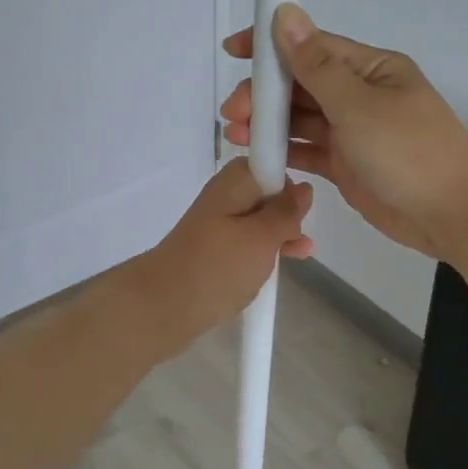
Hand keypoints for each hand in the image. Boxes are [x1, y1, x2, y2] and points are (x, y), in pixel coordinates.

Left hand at [120, 159, 313, 356]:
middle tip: (298, 238)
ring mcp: (217, 224)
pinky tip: (276, 266)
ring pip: (258, 220)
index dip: (288, 182)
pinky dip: (263, 251)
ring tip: (300, 255)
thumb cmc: (218, 267)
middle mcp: (225, 196)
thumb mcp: (262, 237)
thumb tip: (303, 188)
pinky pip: (246, 242)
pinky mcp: (213, 250)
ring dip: (280, 235)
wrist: (163, 306)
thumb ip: (286, 213)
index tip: (300, 208)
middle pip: (266, 192)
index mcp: (234, 182)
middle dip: (287, 212)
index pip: (269, 162)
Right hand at [220, 4, 467, 261]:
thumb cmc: (409, 151)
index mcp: (370, 69)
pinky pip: (307, 150)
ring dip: (268, 124)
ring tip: (236, 135)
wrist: (451, 215)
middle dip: (264, 94)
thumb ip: (315, 65)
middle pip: (301, 85)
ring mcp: (352, 132)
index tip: (232, 50)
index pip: (312, 47)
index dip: (270, 46)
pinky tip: (257, 157)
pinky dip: (283, 152)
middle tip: (232, 113)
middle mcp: (359, 95)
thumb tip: (286, 13)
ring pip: (300, 119)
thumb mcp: (358, 105)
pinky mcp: (346, 165)